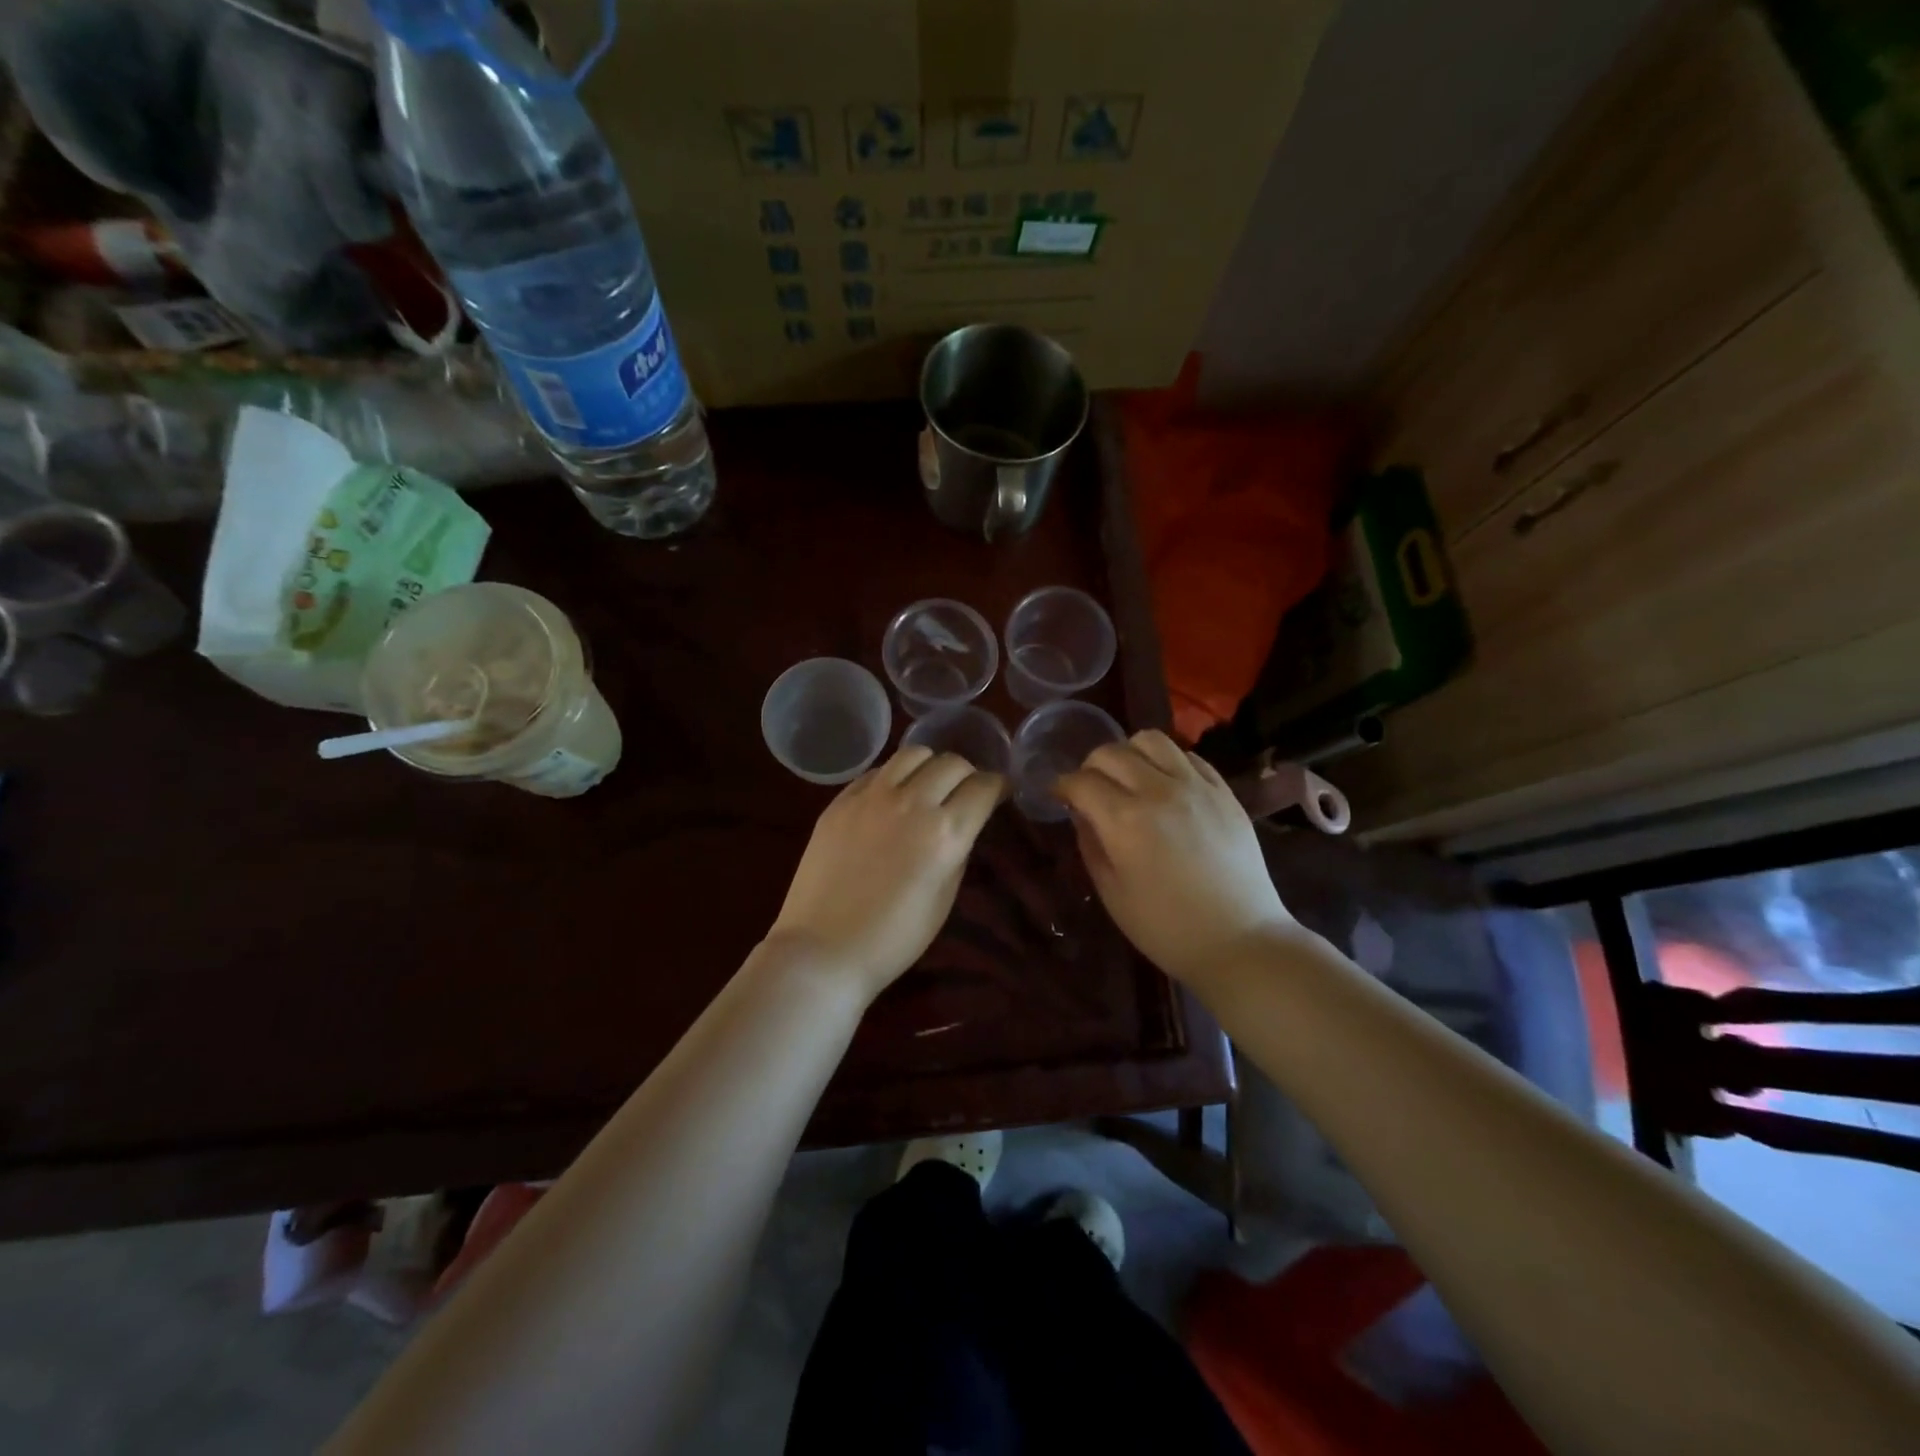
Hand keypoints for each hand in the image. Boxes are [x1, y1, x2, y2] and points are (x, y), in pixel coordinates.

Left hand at [768, 746, 1004, 999]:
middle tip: (965, 792)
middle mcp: (912, 803)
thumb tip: (962, 823)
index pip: (983, 787)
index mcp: (945, 833)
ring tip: (928, 785)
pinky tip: (892, 797)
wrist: (824, 949)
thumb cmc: (894, 938)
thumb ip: (958, 850)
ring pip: (913, 754)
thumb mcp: (944, 898)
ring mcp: (872, 797)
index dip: (998, 787)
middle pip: (952, 763)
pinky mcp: (841, 800)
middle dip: (968, 774)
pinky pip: (877, 771)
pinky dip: (894, 777)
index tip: (999, 793)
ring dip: (931, 765)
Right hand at [1055, 730, 1293, 989]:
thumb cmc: (1166, 927)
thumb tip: (1081, 814)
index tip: (1058, 796)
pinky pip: (1189, 756)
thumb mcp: (1112, 893)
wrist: (1240, 941)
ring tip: (1129, 777)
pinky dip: (1168, 761)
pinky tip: (1165, 785)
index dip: (1062, 786)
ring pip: (1152, 740)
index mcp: (1124, 820)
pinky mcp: (1224, 791)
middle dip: (1090, 766)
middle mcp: (1158, 790)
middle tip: (1090, 789)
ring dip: (1130, 753)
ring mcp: (1196, 786)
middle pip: (1111, 752)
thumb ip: (1091, 844)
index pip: (1081, 781)